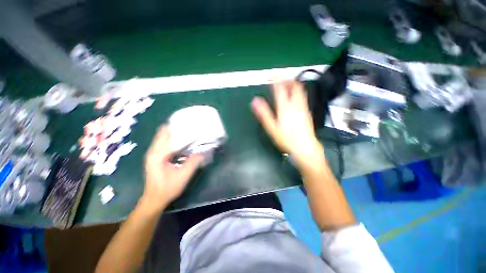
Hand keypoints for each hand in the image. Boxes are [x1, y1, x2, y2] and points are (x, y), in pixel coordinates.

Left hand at [141, 126, 203, 211]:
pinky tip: (182, 140)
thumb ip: (193, 162)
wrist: (154, 199)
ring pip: (163, 136)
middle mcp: (153, 152)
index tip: (192, 126)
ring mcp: (153, 153)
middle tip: (189, 125)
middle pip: (163, 133)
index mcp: (157, 156)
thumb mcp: (183, 176)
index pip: (170, 137)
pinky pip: (163, 142)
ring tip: (187, 130)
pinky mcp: (155, 156)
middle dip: (176, 127)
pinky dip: (172, 138)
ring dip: (174, 132)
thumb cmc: (167, 189)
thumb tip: (203, 151)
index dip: (182, 131)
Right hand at [251, 81, 322, 162]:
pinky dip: (298, 91)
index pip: (280, 88)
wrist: (305, 147)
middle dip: (287, 79)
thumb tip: (255, 101)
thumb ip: (263, 113)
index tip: (270, 76)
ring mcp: (303, 107)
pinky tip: (295, 96)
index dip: (275, 79)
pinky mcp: (307, 111)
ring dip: (293, 84)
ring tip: (287, 83)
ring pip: (300, 90)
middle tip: (280, 78)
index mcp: (285, 107)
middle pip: (293, 86)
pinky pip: (303, 96)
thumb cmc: (287, 139)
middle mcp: (296, 104)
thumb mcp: (272, 127)